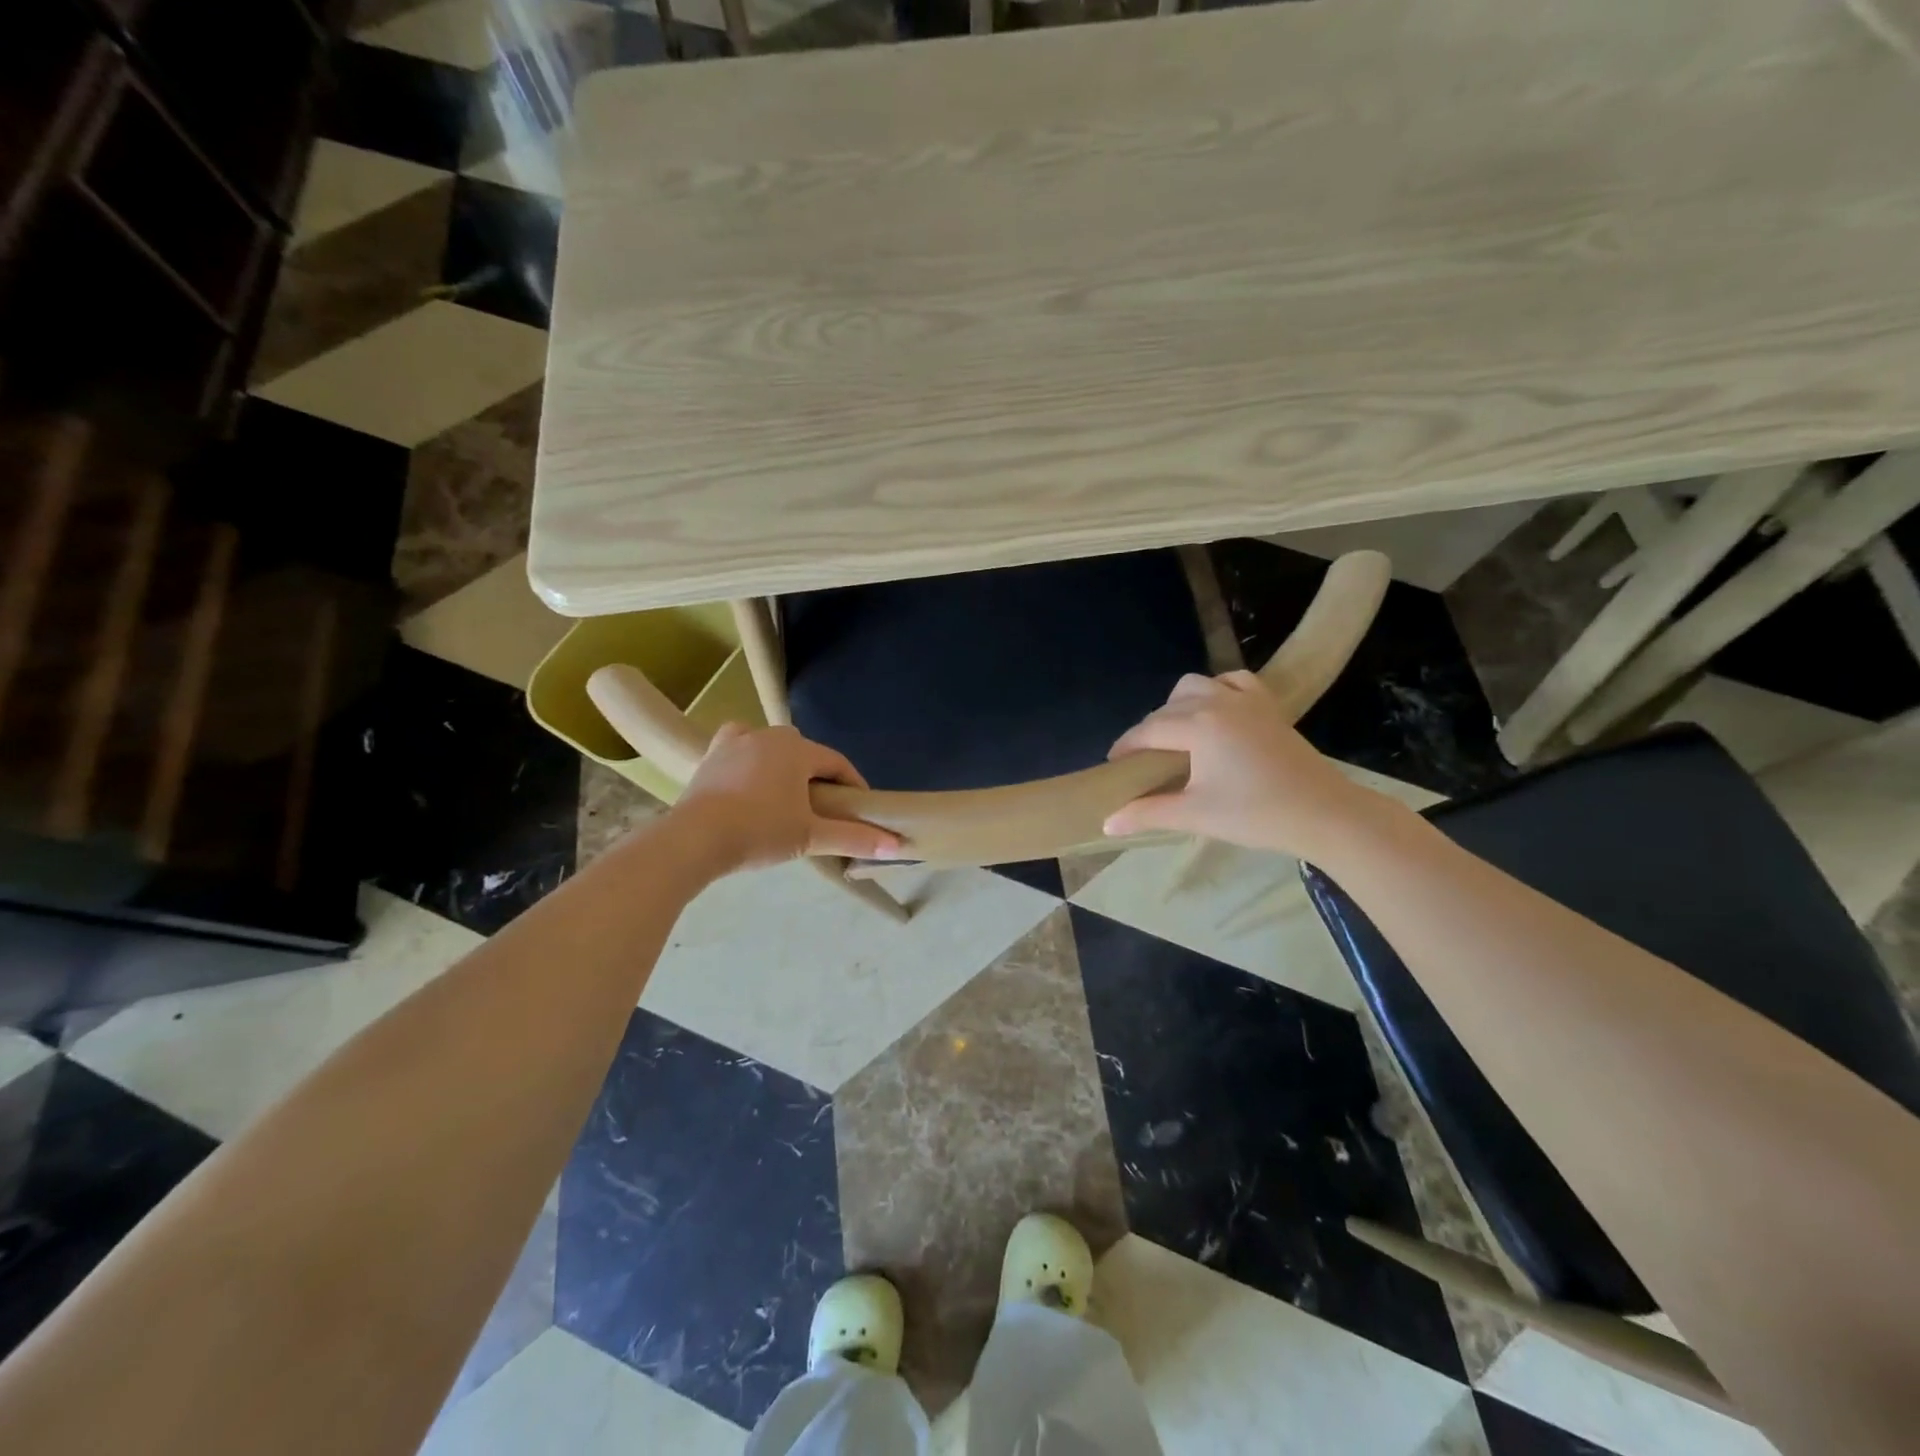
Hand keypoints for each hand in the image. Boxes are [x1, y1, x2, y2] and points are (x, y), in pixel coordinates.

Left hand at [674, 724, 901, 871]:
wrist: (695, 838)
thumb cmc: (760, 831)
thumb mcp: (811, 836)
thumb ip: (855, 838)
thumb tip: (898, 846)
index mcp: (798, 749)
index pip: (837, 763)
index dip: (853, 785)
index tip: (859, 808)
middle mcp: (769, 736)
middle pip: (806, 753)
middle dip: (818, 776)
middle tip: (823, 809)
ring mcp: (736, 741)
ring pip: (772, 747)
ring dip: (784, 766)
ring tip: (787, 797)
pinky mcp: (712, 754)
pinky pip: (739, 747)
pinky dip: (749, 757)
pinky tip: (749, 774)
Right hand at [1103, 671, 1384, 858]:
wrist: (1324, 813)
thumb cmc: (1256, 814)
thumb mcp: (1195, 815)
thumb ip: (1148, 813)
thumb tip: (1107, 822)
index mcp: (1197, 725)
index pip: (1147, 731)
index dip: (1126, 747)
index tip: (1113, 765)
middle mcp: (1217, 701)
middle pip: (1167, 708)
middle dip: (1149, 731)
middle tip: (1145, 762)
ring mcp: (1246, 699)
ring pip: (1196, 686)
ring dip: (1178, 706)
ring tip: (1177, 736)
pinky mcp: (1268, 705)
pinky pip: (1232, 681)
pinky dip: (1216, 690)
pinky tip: (1216, 712)